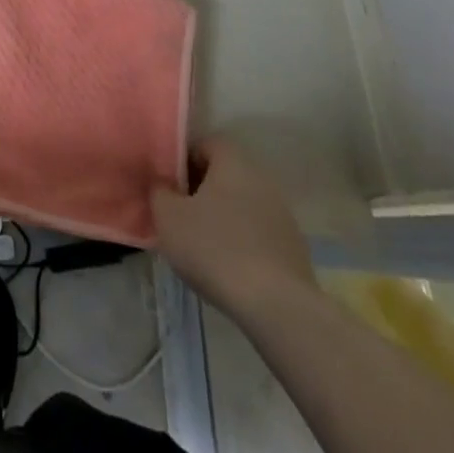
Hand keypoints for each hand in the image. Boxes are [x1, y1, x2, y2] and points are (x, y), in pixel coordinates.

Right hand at [153, 134, 314, 314]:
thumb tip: (163, 185)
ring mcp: (283, 216)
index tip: (168, 185)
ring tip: (202, 246)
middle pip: (224, 176)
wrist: (278, 308)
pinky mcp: (294, 251)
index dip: (183, 161)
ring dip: (222, 219)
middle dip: (201, 191)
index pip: (205, 144)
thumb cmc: (215, 249)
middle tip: (179, 215)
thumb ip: (159, 191)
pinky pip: (258, 236)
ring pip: (242, 207)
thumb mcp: (168, 217)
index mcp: (233, 161)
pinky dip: (242, 244)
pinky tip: (228, 269)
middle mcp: (262, 180)